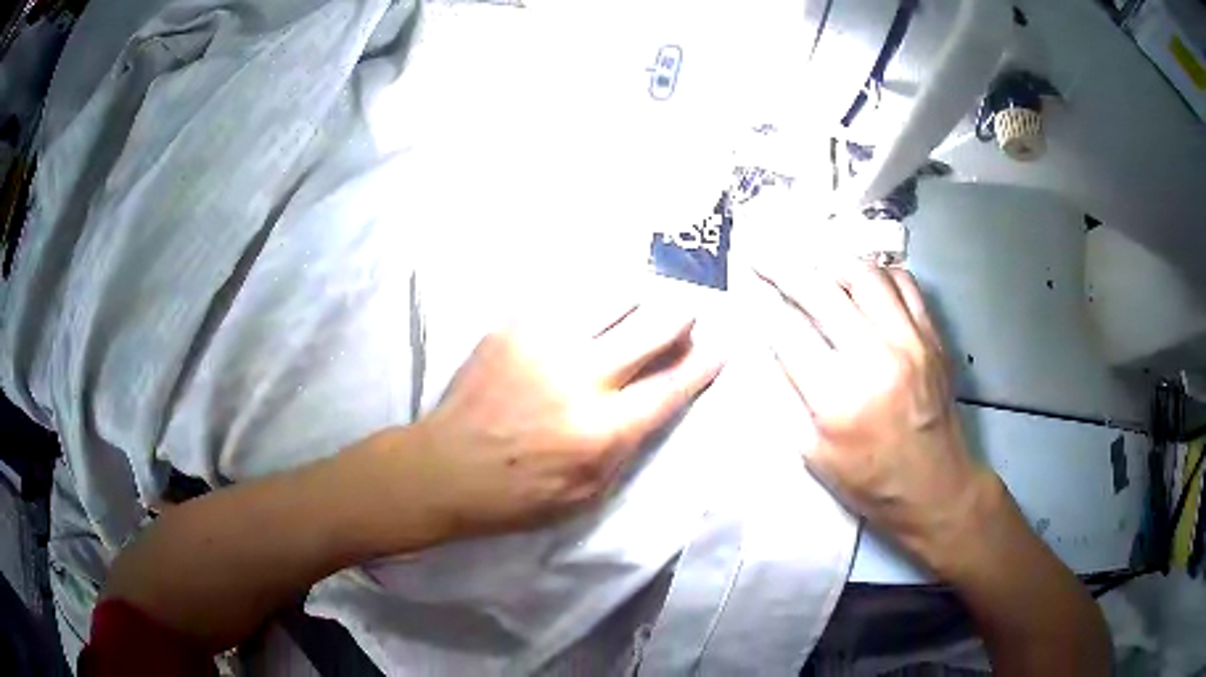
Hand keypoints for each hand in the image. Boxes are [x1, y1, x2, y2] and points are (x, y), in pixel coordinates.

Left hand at [415, 304, 722, 537]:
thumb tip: (656, 403)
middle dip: (680, 317)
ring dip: (637, 298)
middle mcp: (582, 378)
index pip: (671, 387)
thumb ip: (627, 448)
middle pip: (652, 329)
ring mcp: (544, 345)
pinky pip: (564, 297)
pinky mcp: (512, 328)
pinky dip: (589, 297)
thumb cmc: (517, 495)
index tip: (722, 346)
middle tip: (688, 309)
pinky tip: (594, 297)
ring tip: (646, 294)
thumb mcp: (586, 495)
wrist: (444, 467)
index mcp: (603, 430)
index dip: (704, 364)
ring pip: (612, 299)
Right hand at [759, 263, 991, 570]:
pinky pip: (904, 283)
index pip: (788, 331)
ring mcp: (911, 341)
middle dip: (783, 266)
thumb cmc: (870, 482)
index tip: (743, 278)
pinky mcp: (933, 336)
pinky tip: (860, 277)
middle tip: (762, 252)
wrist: (935, 487)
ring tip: (810, 259)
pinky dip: (876, 272)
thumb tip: (768, 345)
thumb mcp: (814, 453)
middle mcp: (877, 358)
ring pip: (865, 274)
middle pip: (822, 291)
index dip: (759, 300)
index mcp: (839, 398)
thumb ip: (789, 395)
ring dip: (830, 261)